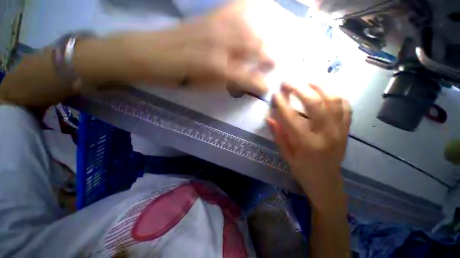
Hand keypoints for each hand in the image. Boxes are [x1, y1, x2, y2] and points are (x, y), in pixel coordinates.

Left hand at [105, 0, 272, 95]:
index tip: (268, 88)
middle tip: (276, 62)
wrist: (155, 54)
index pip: (248, 77)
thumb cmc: (181, 77)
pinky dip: (248, 10)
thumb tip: (244, 82)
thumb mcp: (206, 88)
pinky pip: (236, 8)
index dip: (260, 84)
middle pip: (255, 48)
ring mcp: (216, 26)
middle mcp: (222, 44)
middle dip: (269, 56)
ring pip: (251, 28)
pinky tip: (254, 13)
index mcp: (218, 68)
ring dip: (263, 38)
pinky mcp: (210, 16)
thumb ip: (227, 84)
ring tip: (269, 44)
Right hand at [266, 83, 351, 205]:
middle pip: (315, 103)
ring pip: (333, 100)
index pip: (291, 118)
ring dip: (319, 86)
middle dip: (299, 89)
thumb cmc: (303, 171)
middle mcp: (325, 134)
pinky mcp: (346, 130)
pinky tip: (325, 91)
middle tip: (288, 82)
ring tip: (306, 81)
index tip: (275, 94)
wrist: (327, 182)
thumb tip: (269, 118)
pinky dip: (335, 95)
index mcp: (306, 144)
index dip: (282, 103)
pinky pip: (345, 106)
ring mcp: (339, 130)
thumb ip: (278, 135)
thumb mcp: (286, 155)